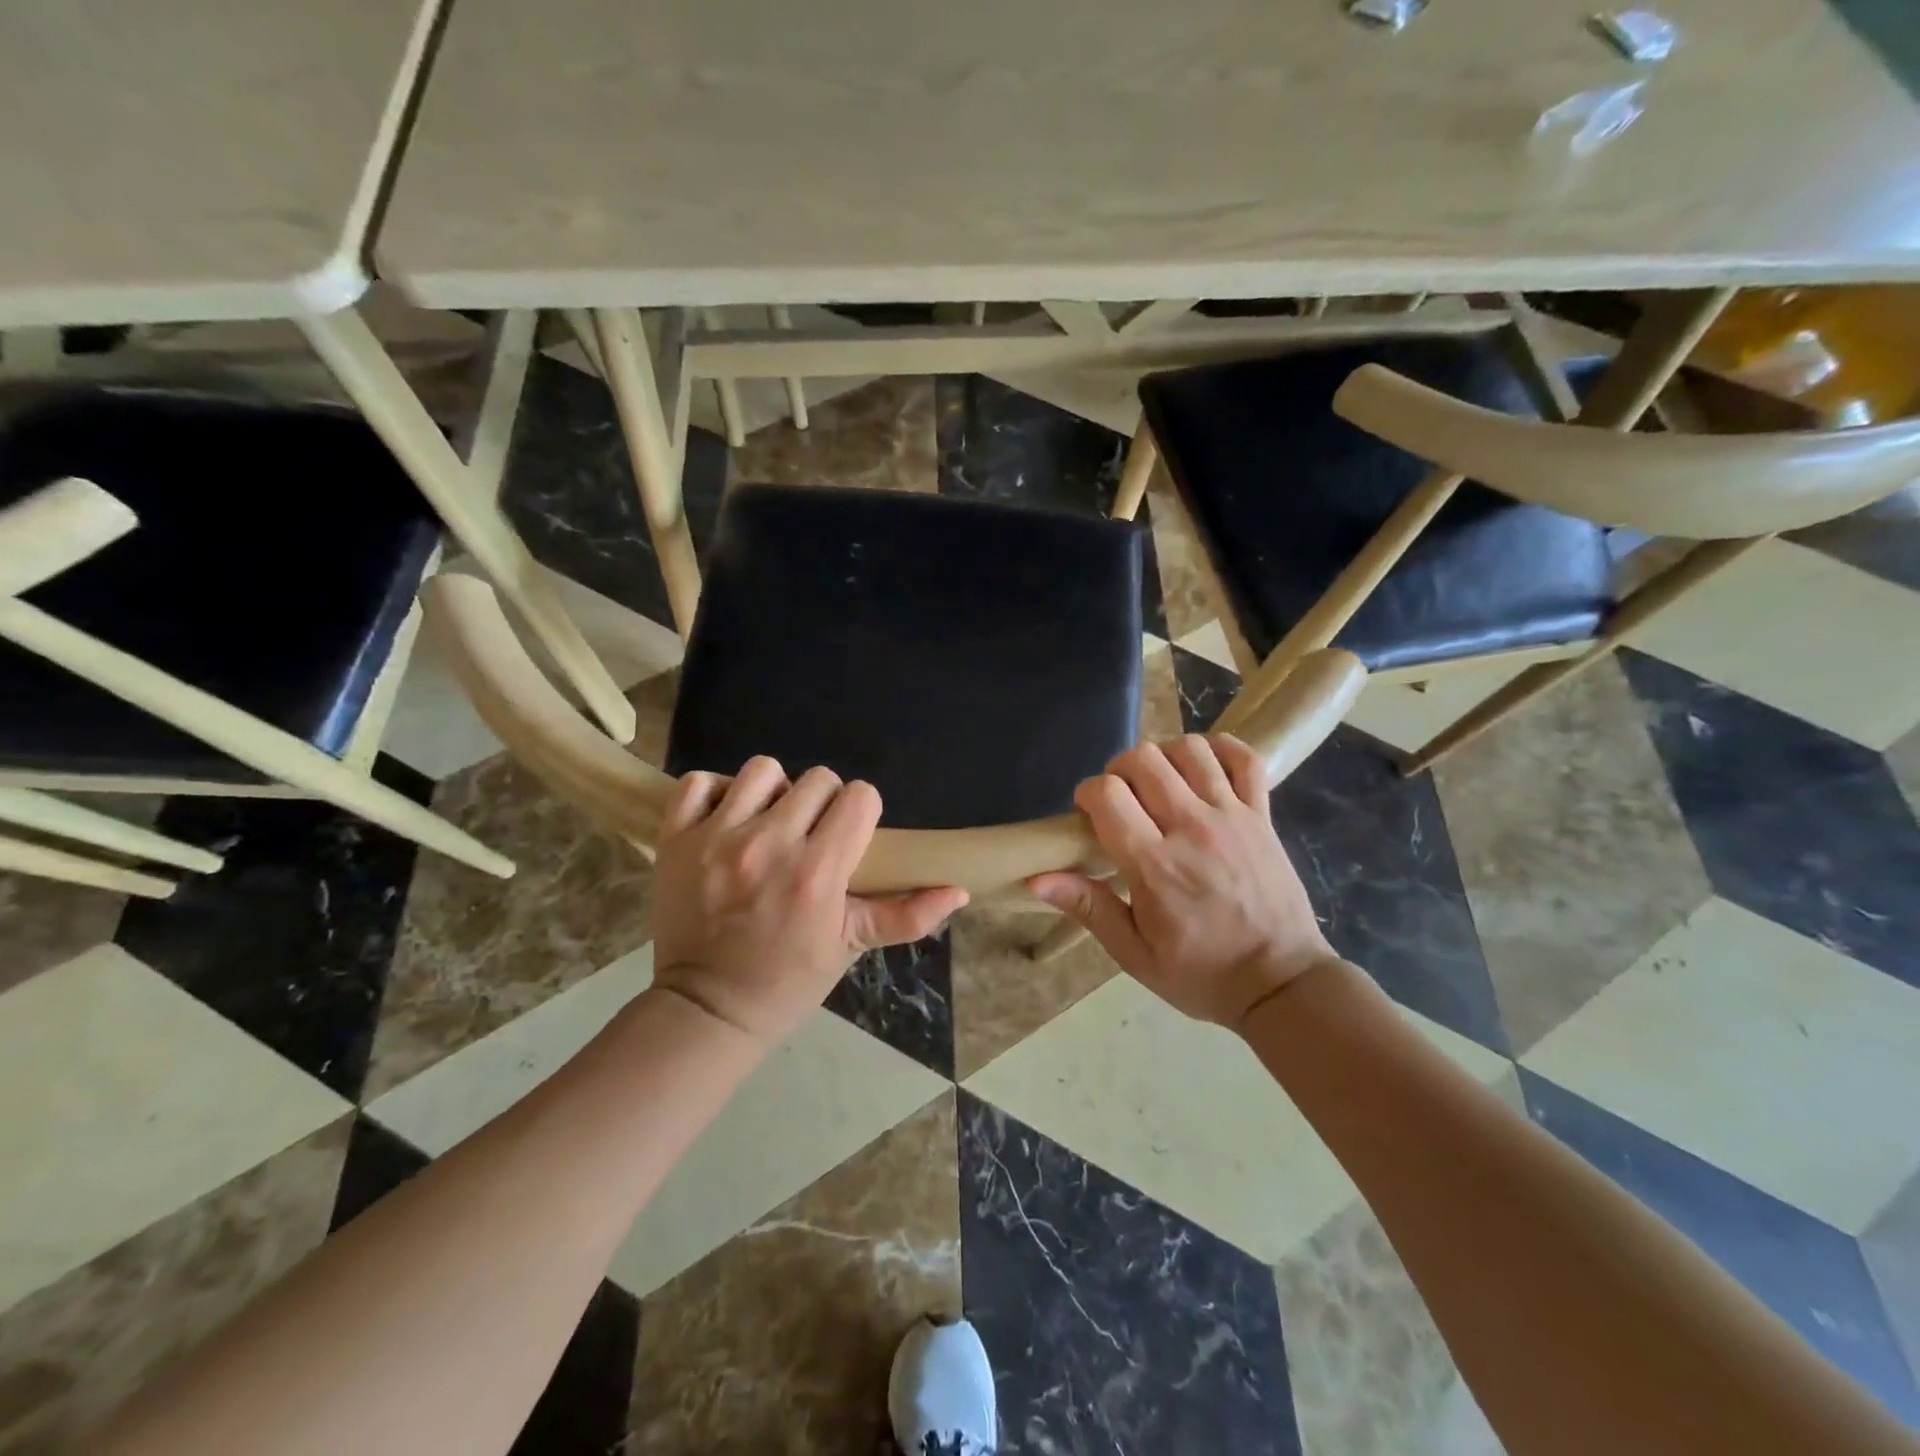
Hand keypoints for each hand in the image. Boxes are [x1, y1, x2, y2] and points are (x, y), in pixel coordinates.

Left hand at [651, 757, 968, 1045]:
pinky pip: (698, 782)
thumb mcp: (851, 947)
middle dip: (823, 803)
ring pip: (762, 770)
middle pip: (817, 779)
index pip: (859, 797)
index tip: (850, 835)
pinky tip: (725, 819)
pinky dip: (713, 794)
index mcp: (818, 872)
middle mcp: (769, 844)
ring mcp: (717, 838)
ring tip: (768, 824)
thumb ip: (907, 916)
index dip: (861, 812)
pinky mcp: (677, 839)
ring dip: (773, 792)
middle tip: (811, 836)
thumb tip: (959, 891)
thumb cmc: (788, 980)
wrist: (707, 1010)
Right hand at [1028, 734, 1336, 1027]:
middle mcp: (1192, 828)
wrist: (1281, 984)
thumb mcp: (1134, 955)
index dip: (1087, 794)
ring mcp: (1232, 816)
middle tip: (1121, 801)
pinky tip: (1203, 769)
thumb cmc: (1201, 974)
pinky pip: (1244, 758)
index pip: (1107, 794)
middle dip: (1118, 771)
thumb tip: (1036, 877)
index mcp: (1154, 865)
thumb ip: (1088, 908)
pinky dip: (1221, 750)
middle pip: (1143, 759)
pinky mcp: (1262, 814)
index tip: (1088, 814)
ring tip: (1159, 786)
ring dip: (1163, 757)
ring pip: (1189, 749)